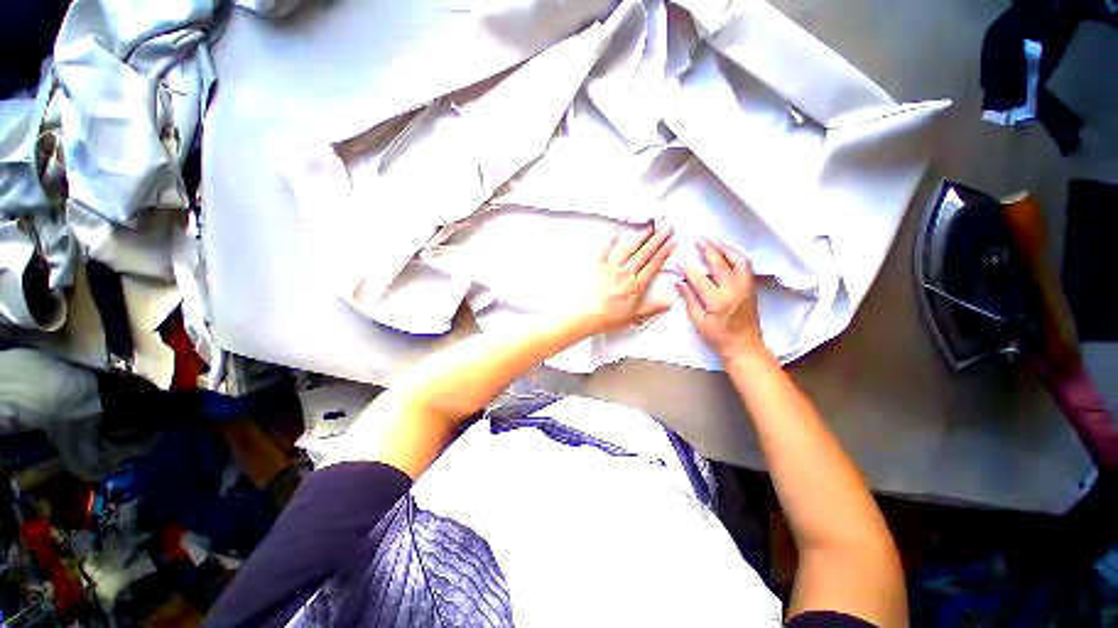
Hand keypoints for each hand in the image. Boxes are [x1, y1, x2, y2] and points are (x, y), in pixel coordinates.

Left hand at [577, 223, 675, 334]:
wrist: (585, 315)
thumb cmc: (607, 318)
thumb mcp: (634, 317)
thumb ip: (652, 308)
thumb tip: (667, 303)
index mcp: (635, 285)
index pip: (653, 264)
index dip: (664, 252)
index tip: (671, 242)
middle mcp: (624, 273)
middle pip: (643, 253)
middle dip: (657, 239)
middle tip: (665, 229)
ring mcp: (610, 268)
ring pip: (627, 249)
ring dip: (639, 237)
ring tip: (648, 228)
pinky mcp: (597, 268)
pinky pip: (604, 251)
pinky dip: (610, 241)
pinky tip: (615, 233)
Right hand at [676, 237, 766, 361]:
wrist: (744, 345)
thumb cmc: (718, 336)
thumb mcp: (699, 321)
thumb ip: (689, 298)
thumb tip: (679, 281)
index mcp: (718, 301)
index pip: (700, 279)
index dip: (688, 268)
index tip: (679, 260)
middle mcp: (734, 290)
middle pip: (720, 264)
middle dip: (708, 249)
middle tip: (699, 238)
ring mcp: (746, 287)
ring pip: (738, 260)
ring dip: (725, 249)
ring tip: (713, 242)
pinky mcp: (751, 287)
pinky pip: (745, 265)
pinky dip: (735, 256)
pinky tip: (726, 253)